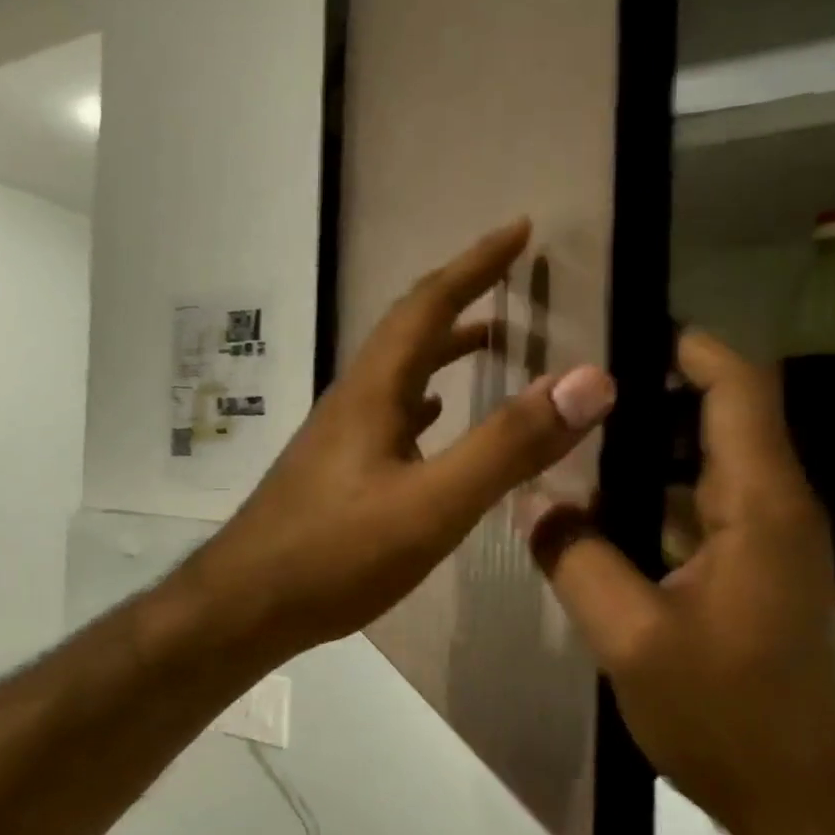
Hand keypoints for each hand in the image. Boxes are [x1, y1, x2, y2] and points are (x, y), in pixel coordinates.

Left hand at [184, 219, 616, 668]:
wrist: (246, 604)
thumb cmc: (336, 553)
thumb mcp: (432, 504)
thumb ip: (508, 446)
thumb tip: (588, 381)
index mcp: (374, 390)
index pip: (429, 303)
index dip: (476, 263)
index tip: (519, 231)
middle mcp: (354, 399)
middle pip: (409, 328)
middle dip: (460, 293)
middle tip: (508, 277)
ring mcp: (341, 434)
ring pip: (398, 371)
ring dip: (443, 346)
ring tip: (488, 339)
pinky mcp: (337, 468)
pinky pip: (390, 413)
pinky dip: (424, 398)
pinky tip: (436, 418)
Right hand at [525, 330, 834, 834]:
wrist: (802, 805)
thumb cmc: (726, 716)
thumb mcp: (632, 639)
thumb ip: (577, 559)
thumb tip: (535, 501)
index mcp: (760, 507)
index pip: (739, 392)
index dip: (692, 349)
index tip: (626, 326)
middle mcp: (773, 509)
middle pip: (725, 416)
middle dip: (656, 388)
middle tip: (577, 379)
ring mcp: (766, 544)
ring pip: (709, 462)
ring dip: (651, 440)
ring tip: (576, 428)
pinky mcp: (752, 574)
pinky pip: (701, 506)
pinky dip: (655, 488)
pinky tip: (599, 502)